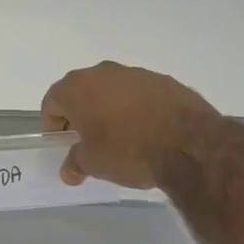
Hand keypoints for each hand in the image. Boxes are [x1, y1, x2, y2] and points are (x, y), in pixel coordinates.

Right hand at [41, 62, 219, 189]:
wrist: (190, 144)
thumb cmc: (129, 151)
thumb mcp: (94, 164)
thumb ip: (75, 163)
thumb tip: (69, 170)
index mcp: (77, 88)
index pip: (52, 103)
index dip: (53, 126)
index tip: (63, 145)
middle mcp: (102, 72)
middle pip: (81, 92)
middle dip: (81, 115)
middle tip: (88, 141)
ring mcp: (135, 73)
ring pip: (111, 90)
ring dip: (109, 109)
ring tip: (121, 138)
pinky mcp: (164, 80)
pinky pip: (139, 94)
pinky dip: (136, 108)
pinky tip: (147, 131)